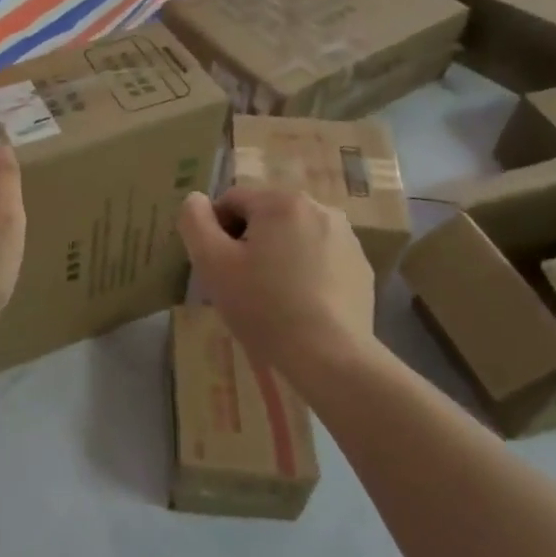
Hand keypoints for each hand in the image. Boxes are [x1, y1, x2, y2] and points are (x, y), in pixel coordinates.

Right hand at [177, 185, 375, 371]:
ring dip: (275, 255)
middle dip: (246, 242)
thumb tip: (195, 200)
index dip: (214, 231)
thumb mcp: (212, 263)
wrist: (329, 356)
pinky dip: (303, 272)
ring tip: (269, 296)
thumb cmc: (263, 306)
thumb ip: (195, 222)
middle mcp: (320, 208)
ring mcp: (346, 238)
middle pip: (264, 216)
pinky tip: (298, 304)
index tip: (215, 266)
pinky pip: (318, 258)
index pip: (231, 200)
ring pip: (292, 237)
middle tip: (239, 283)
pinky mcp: (360, 267)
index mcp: (281, 201)